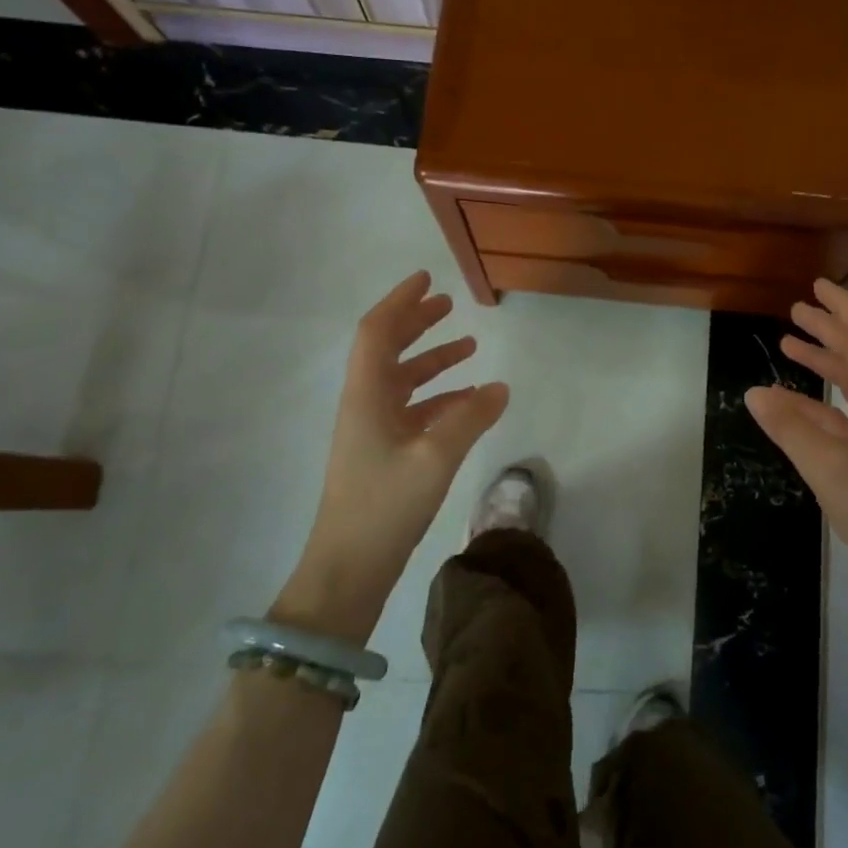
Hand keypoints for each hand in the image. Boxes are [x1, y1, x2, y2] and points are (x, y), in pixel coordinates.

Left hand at [278, 271, 507, 637]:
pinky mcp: (383, 455)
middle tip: (448, 305)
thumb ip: (469, 418)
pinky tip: (468, 401)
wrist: (348, 568)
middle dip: (417, 324)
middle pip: (387, 350)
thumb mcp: (435, 458)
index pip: (377, 332)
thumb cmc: (385, 506)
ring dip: (432, 361)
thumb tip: (499, 387)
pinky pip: (413, 411)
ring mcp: (372, 431)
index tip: (427, 279)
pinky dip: (439, 398)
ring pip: (402, 381)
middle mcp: (365, 405)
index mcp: (366, 396)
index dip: (400, 302)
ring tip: (469, 347)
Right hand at [745, 279, 847, 616]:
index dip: (845, 308)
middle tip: (796, 310)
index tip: (817, 287)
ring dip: (824, 362)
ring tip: (788, 344)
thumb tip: (754, 392)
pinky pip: (844, 414)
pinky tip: (787, 402)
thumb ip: (789, 425)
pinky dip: (817, 401)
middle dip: (831, 329)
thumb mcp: (827, 463)